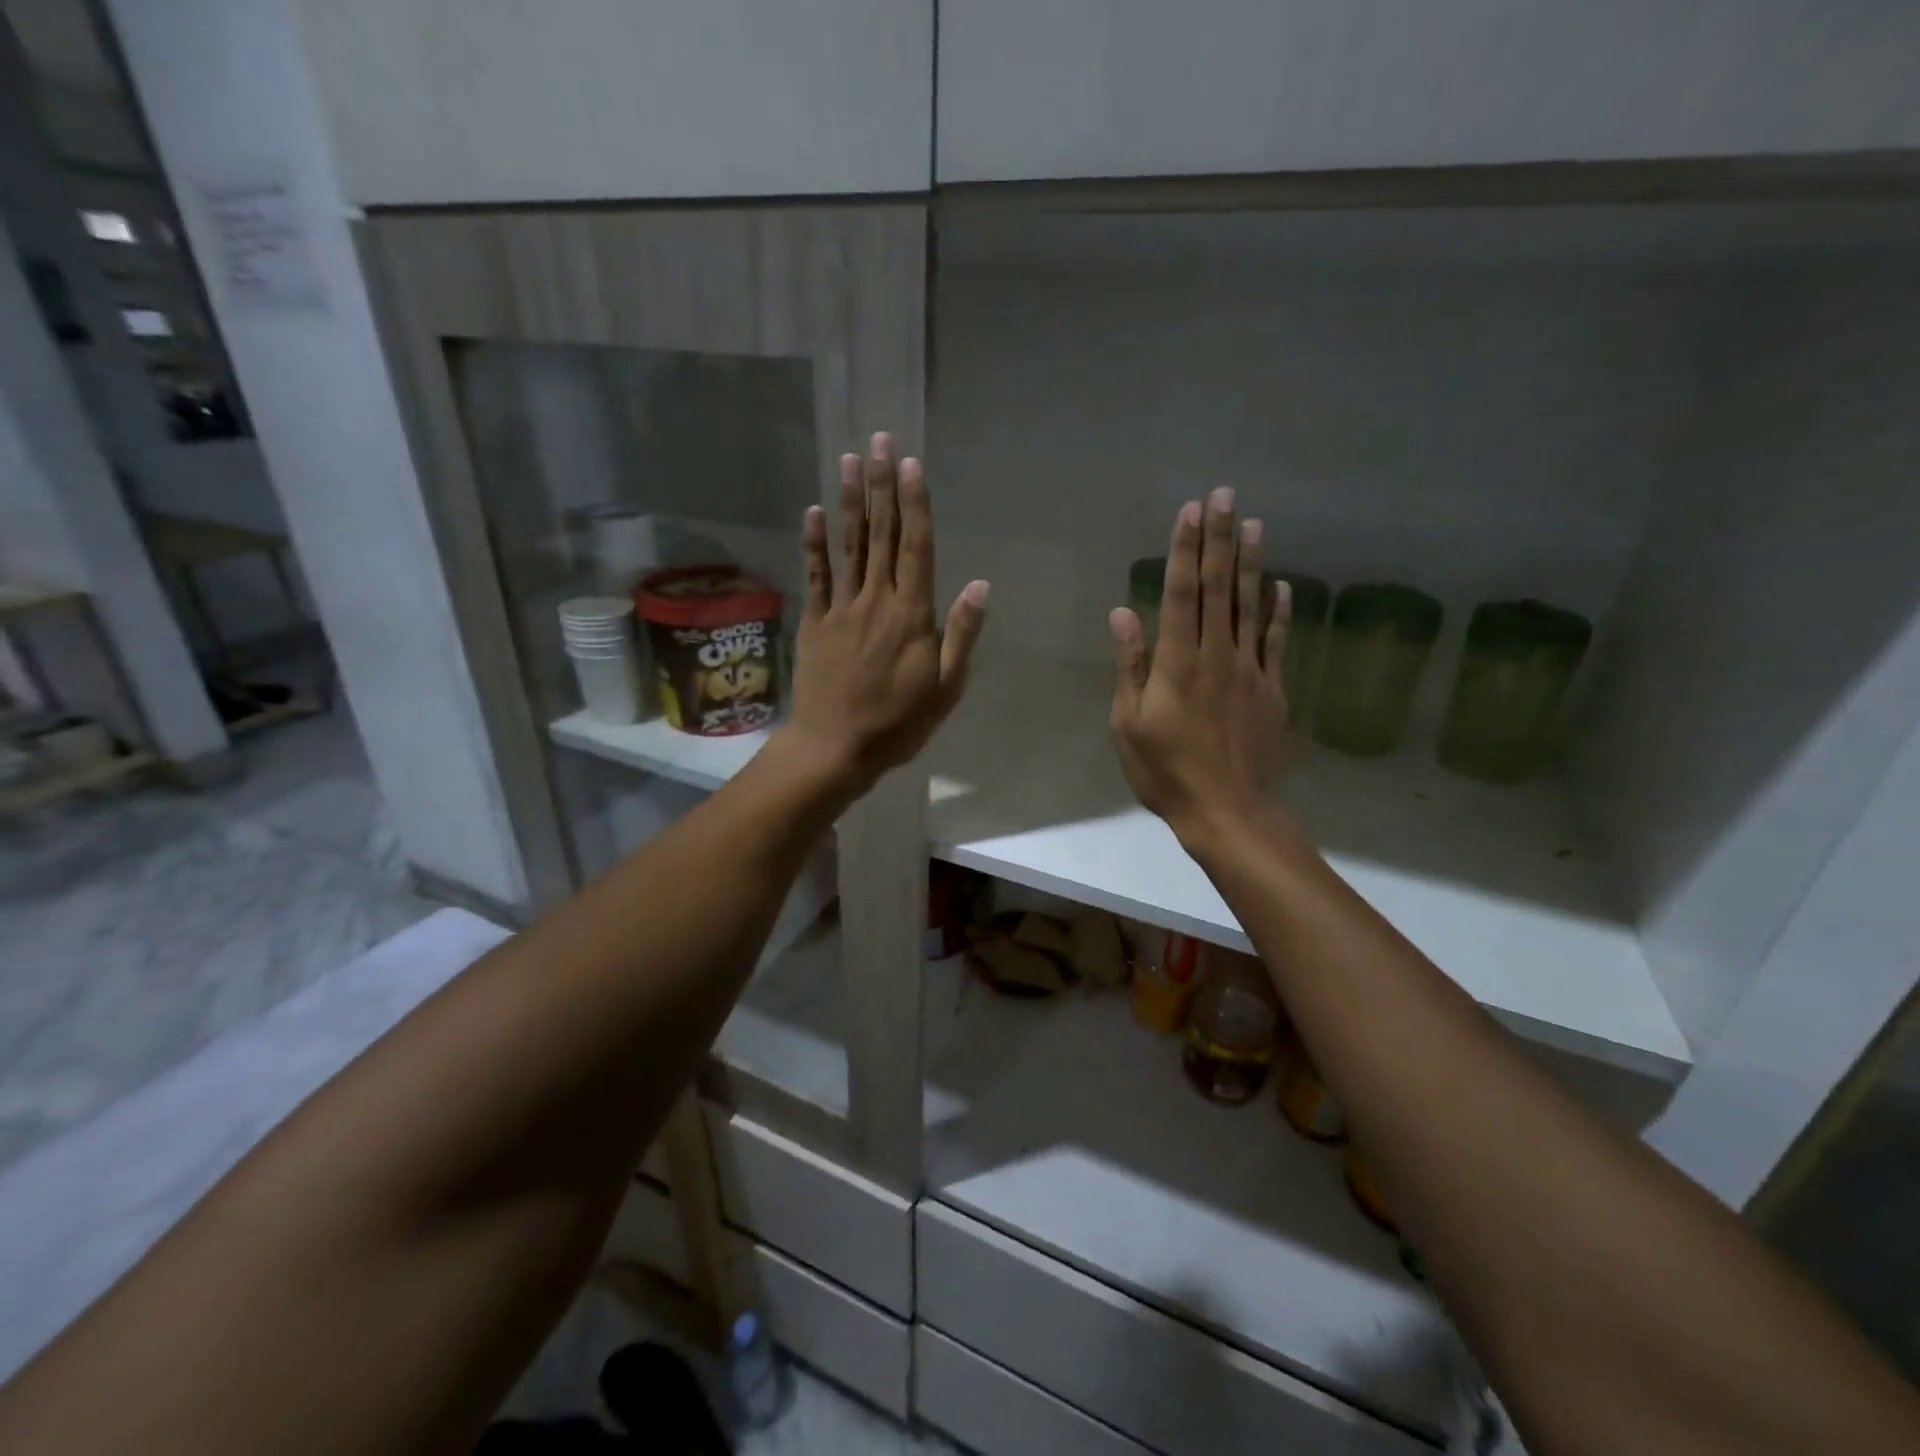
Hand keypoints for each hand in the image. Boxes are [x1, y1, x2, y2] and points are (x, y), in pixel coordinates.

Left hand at [782, 433, 989, 795]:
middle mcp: (876, 600)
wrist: (836, 747)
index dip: (914, 503)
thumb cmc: (898, 722)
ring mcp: (841, 608)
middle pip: (881, 534)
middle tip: (879, 440)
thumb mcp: (946, 687)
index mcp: (912, 614)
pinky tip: (814, 511)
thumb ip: (961, 633)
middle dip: (882, 485)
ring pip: (849, 546)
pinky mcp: (815, 622)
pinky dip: (814, 543)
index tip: (911, 464)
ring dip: (851, 501)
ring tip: (850, 460)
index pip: (917, 547)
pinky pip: (815, 575)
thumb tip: (979, 584)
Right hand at [1109, 487, 1291, 845]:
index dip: (1187, 549)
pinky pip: (1277, 642)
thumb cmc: (1165, 770)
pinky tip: (1282, 586)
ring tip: (1256, 523)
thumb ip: (1129, 666)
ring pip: (1251, 607)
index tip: (1192, 510)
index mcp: (1177, 662)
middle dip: (1220, 539)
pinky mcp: (1272, 690)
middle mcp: (1217, 654)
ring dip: (1252, 563)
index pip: (1183, 593)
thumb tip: (1124, 613)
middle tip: (1226, 495)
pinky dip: (1280, 612)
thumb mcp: (1128, 723)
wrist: (1226, 810)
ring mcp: (1250, 670)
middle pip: (1220, 588)